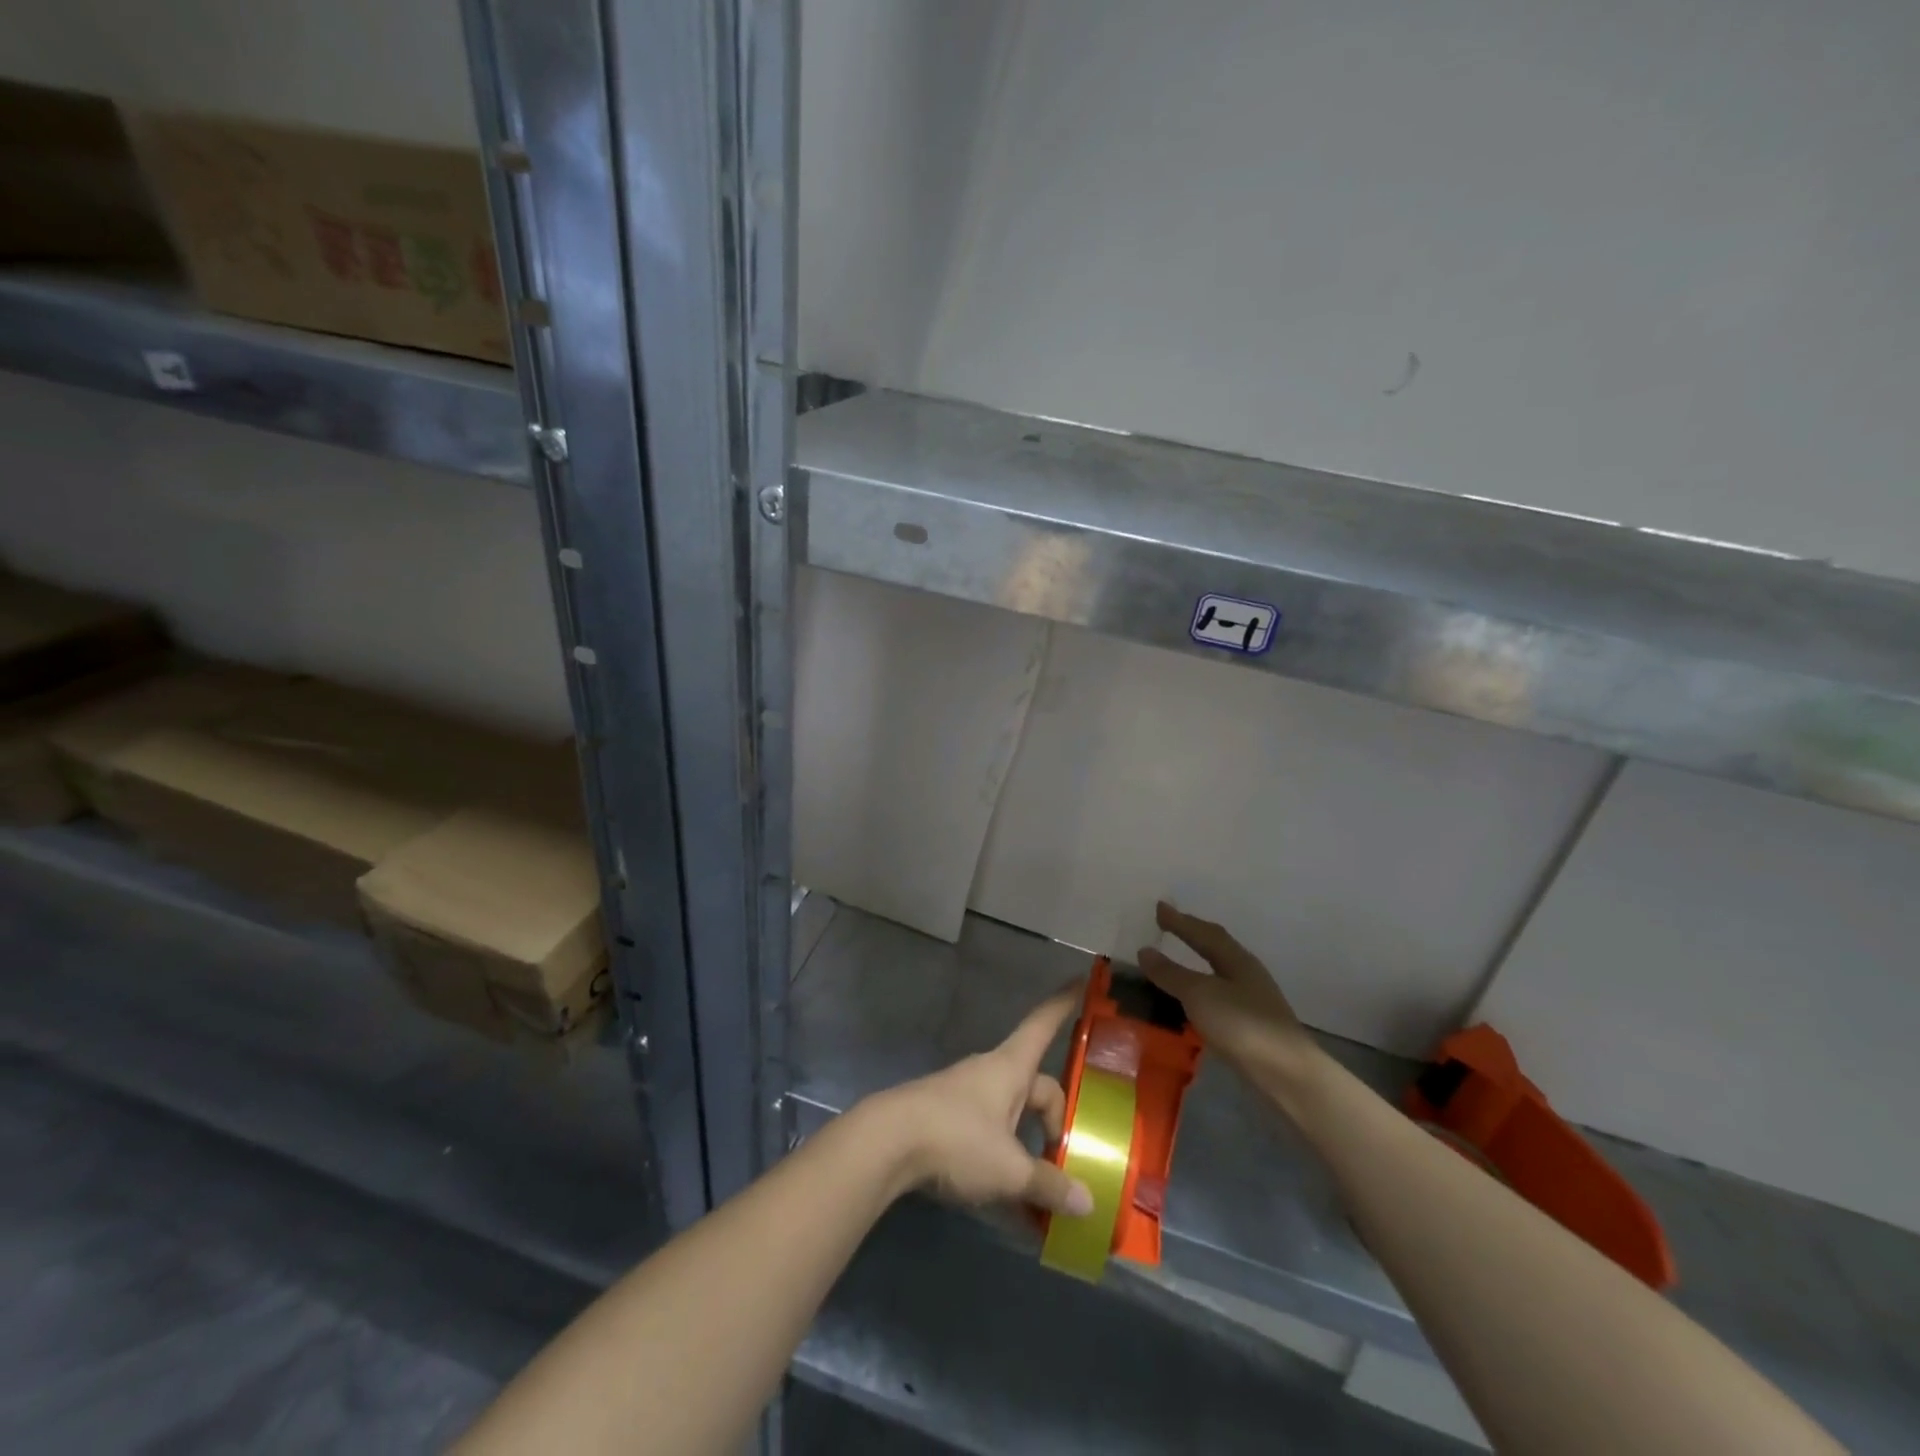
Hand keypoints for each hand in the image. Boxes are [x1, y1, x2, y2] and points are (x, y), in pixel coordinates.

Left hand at [864, 988, 1093, 1216]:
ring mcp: (966, 1093)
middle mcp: (991, 1072)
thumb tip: (1087, 1202)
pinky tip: (1007, 1199)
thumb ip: (1048, 1184)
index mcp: (1012, 1067)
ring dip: (1028, 1145)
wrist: (887, 1143)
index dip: (1064, 1004)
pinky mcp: (947, 1117)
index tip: (1082, 978)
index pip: (1044, 1024)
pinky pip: (989, 1133)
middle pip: (1036, 1086)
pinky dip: (1004, 1159)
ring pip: (1012, 1114)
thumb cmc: (956, 1140)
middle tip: (1066, 1158)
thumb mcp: (1009, 1170)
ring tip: (1041, 1191)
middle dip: (1053, 1120)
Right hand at [1137, 902, 1320, 1093]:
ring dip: (1196, 964)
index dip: (1181, 920)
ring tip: (1174, 962)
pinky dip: (1200, 991)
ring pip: (1218, 972)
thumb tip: (1145, 951)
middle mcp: (1246, 974)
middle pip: (1216, 948)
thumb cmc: (1242, 1024)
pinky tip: (1191, 1002)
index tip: (1159, 907)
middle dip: (1192, 935)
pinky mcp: (1251, 1026)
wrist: (1286, 1074)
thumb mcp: (1199, 994)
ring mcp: (1252, 1001)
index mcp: (1236, 959)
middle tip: (1168, 926)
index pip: (1204, 932)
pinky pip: (1218, 996)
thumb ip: (1171, 973)